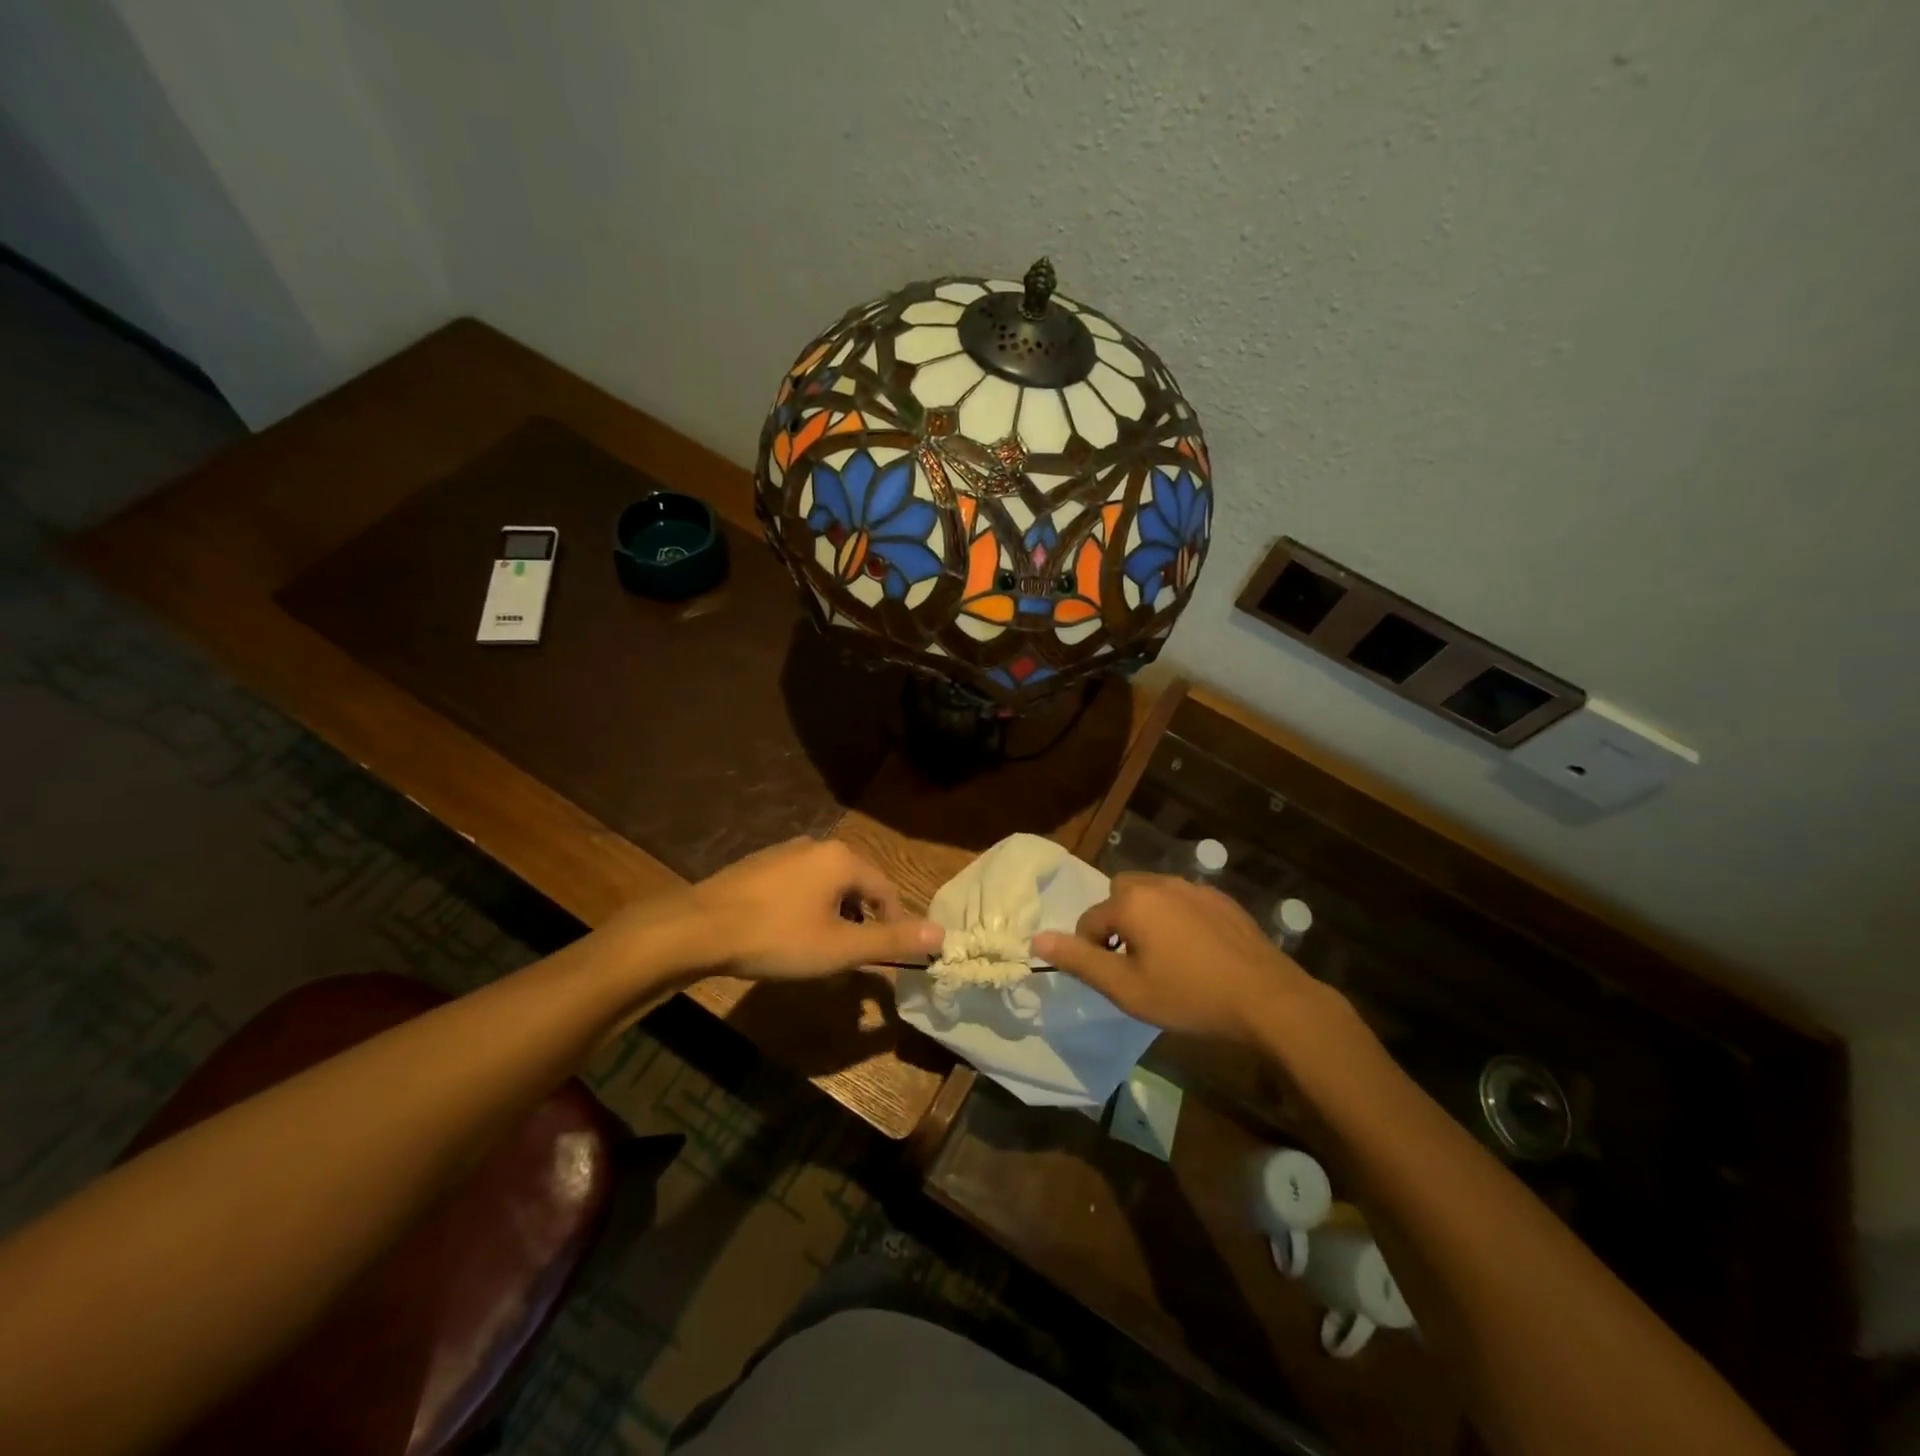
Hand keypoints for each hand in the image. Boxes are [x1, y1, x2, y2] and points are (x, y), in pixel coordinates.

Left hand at [680, 838, 943, 980]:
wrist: (698, 929)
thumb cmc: (777, 937)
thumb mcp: (840, 947)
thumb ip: (891, 940)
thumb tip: (941, 934)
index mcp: (842, 859)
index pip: (886, 889)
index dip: (894, 923)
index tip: (891, 955)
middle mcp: (817, 845)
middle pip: (856, 885)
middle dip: (862, 920)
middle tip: (855, 956)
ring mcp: (784, 852)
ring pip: (826, 885)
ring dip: (834, 916)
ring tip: (823, 950)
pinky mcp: (759, 865)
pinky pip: (799, 885)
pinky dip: (806, 908)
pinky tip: (789, 934)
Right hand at [1033, 873, 1331, 1043]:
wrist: (1267, 998)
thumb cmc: (1189, 996)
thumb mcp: (1126, 988)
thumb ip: (1080, 960)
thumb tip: (1036, 938)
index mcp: (1132, 902)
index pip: (1090, 920)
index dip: (1092, 950)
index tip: (1113, 978)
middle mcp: (1159, 883)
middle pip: (1120, 895)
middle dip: (1117, 923)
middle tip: (1134, 963)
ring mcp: (1194, 888)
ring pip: (1153, 894)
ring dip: (1147, 918)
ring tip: (1164, 958)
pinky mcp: (1221, 899)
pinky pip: (1183, 901)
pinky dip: (1177, 919)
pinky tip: (1196, 952)